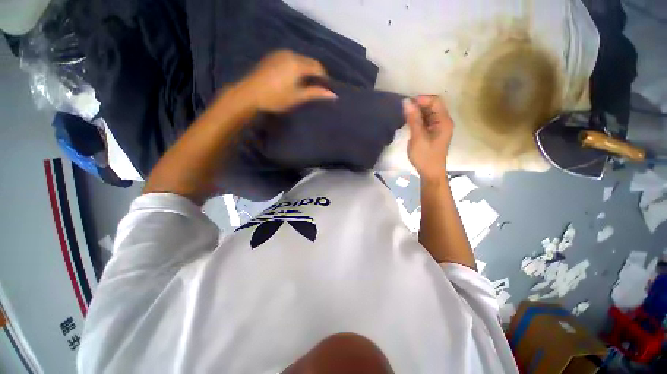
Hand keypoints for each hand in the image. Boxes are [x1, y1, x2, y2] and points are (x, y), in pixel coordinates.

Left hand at [234, 50, 336, 112]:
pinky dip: (297, 67)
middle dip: (316, 73)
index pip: (317, 67)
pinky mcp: (273, 56)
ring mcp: (280, 53)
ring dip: (306, 69)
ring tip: (307, 83)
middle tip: (318, 87)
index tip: (327, 88)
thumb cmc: (276, 98)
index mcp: (298, 64)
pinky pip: (291, 58)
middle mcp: (290, 54)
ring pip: (300, 59)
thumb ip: (315, 93)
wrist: (249, 94)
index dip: (324, 77)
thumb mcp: (298, 97)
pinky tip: (294, 77)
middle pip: (309, 61)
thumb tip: (333, 95)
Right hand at [403, 96, 453, 180]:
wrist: (430, 173)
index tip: (407, 104)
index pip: (435, 101)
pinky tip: (410, 123)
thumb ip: (413, 119)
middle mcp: (443, 122)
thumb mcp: (417, 137)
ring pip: (428, 114)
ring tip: (405, 117)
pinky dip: (418, 120)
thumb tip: (406, 102)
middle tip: (404, 111)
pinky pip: (426, 121)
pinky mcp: (433, 133)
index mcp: (443, 121)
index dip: (421, 100)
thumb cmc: (425, 156)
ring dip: (417, 113)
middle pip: (432, 106)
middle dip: (418, 106)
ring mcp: (439, 128)